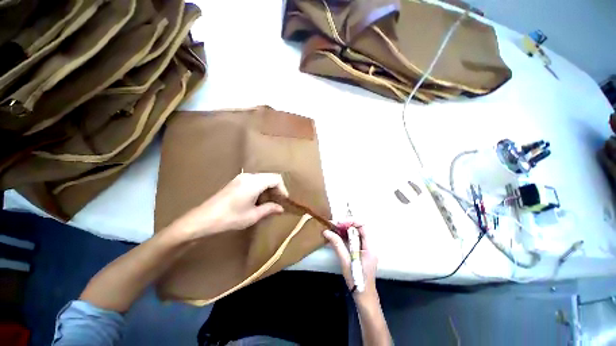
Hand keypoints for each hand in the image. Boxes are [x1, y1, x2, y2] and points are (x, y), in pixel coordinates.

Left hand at [173, 173, 288, 239]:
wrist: (203, 219)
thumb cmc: (230, 218)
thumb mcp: (253, 215)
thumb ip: (269, 209)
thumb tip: (281, 208)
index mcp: (254, 182)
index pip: (276, 179)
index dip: (283, 189)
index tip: (284, 201)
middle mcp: (248, 176)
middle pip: (269, 177)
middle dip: (276, 189)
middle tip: (278, 202)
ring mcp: (241, 178)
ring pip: (262, 179)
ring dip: (268, 189)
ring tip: (269, 202)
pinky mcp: (236, 182)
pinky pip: (254, 181)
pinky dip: (260, 188)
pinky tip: (257, 200)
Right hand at [323, 222, 378, 305]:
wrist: (364, 296)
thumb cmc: (356, 280)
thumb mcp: (345, 261)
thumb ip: (337, 244)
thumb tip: (326, 231)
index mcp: (369, 247)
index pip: (363, 226)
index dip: (351, 222)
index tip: (339, 223)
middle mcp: (369, 245)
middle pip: (359, 228)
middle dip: (346, 225)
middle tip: (333, 226)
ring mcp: (366, 249)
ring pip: (356, 234)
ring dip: (345, 230)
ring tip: (333, 230)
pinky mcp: (362, 252)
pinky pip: (354, 240)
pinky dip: (345, 237)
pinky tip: (337, 237)